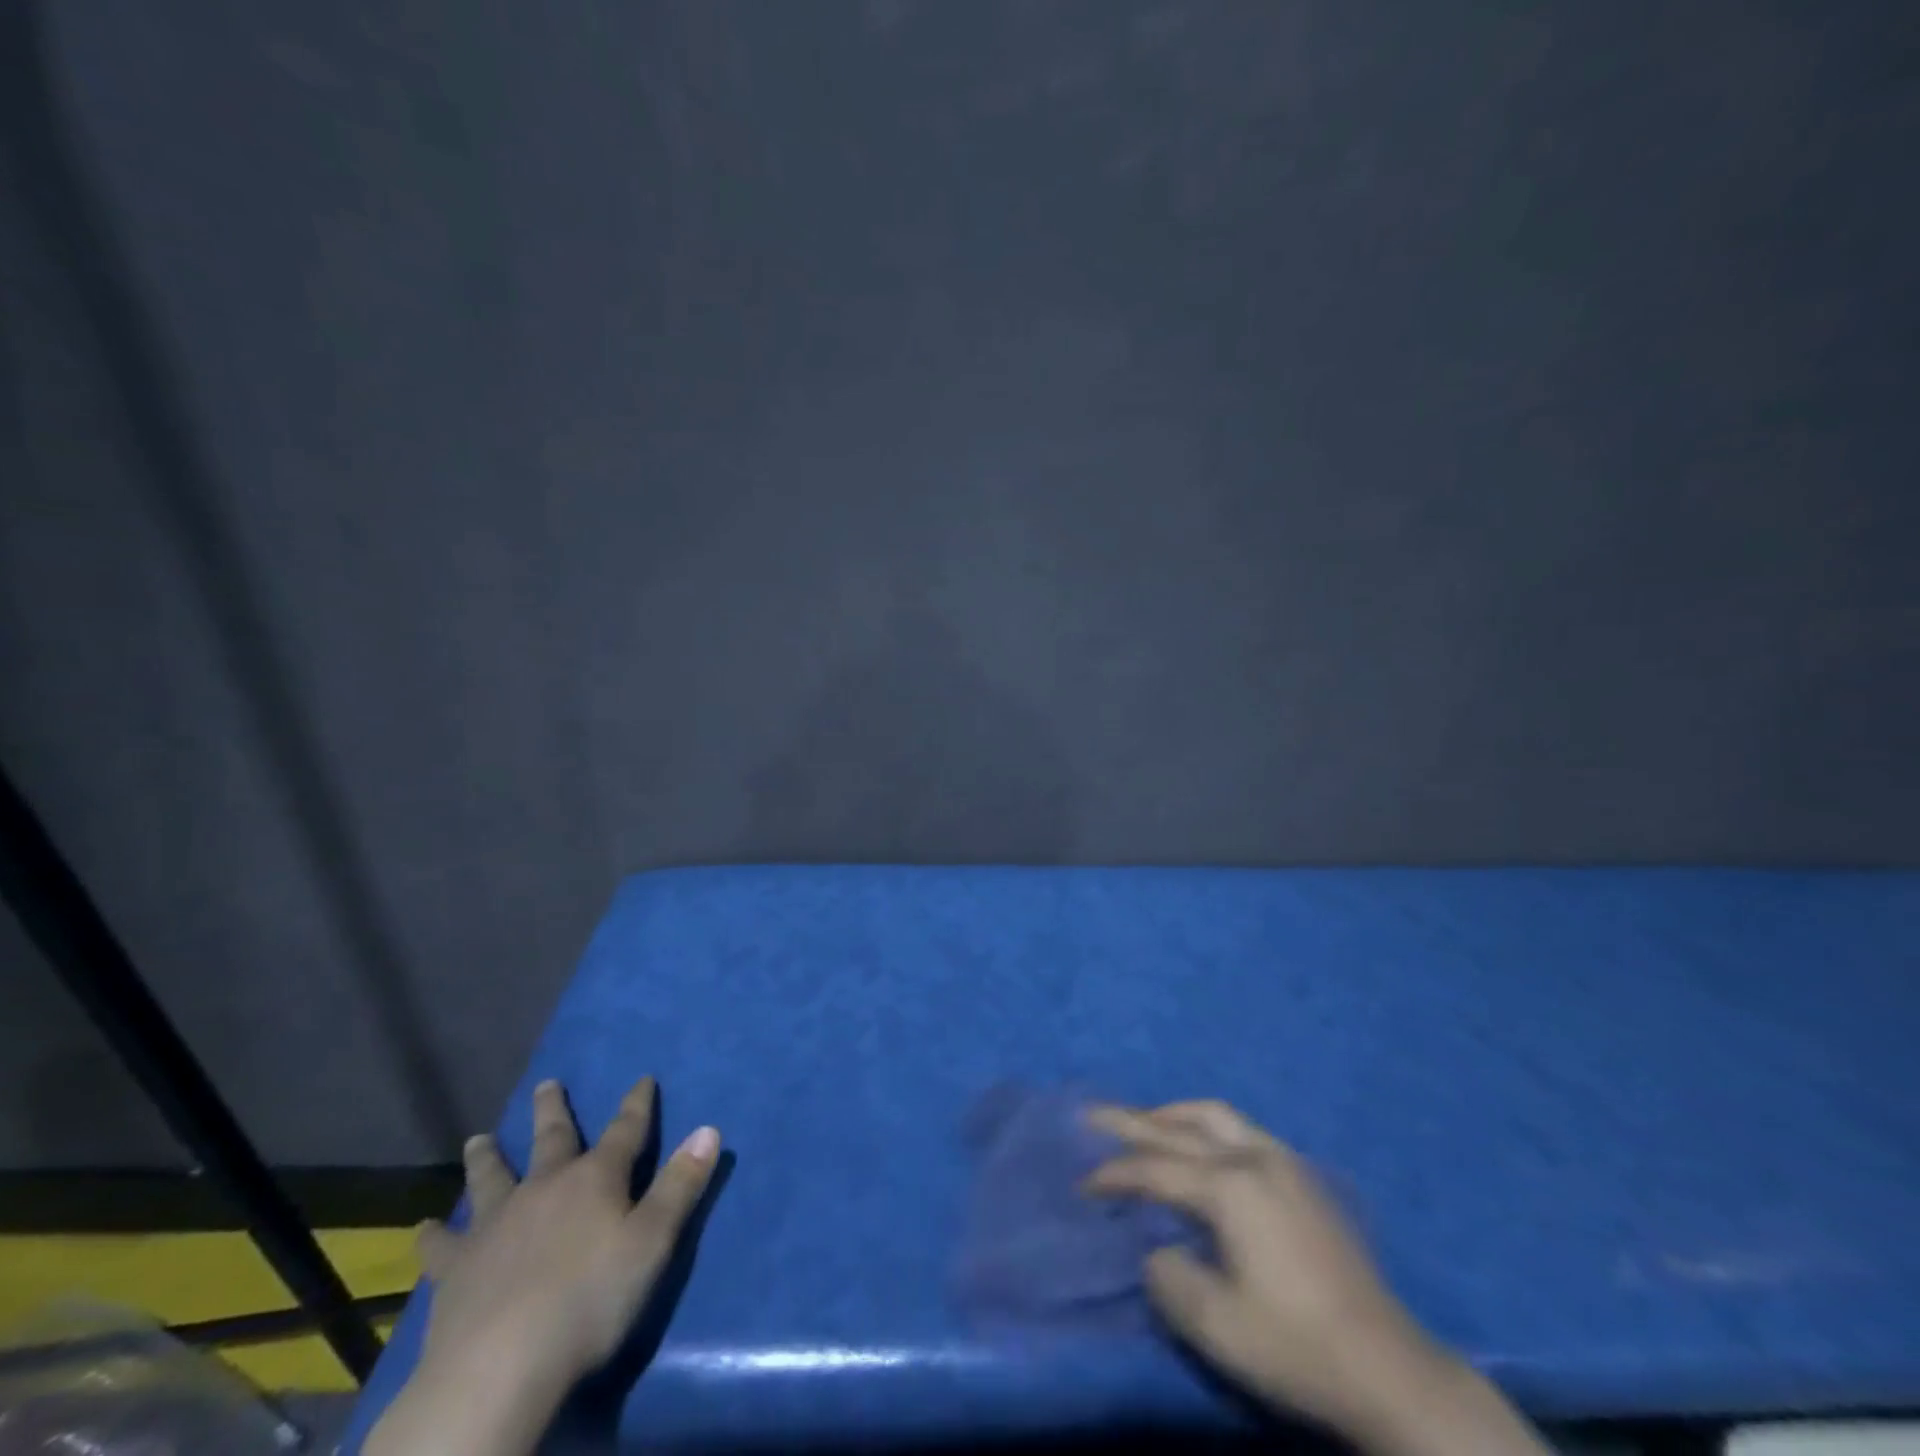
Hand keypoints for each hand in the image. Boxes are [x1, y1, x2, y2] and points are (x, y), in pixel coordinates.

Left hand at [365, 1076, 719, 1455]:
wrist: (500, 1367)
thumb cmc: (590, 1300)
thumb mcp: (653, 1242)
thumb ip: (681, 1185)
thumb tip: (709, 1129)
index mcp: (595, 1179)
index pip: (626, 1130)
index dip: (637, 1104)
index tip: (642, 1079)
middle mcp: (545, 1187)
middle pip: (552, 1139)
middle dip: (553, 1111)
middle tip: (546, 1083)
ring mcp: (495, 1224)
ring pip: (491, 1179)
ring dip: (487, 1157)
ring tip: (478, 1138)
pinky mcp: (456, 1268)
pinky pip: (441, 1246)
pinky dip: (432, 1236)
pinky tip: (421, 1230)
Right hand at [1084, 1101, 1546, 1455]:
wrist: (1390, 1370)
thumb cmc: (1297, 1346)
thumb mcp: (1217, 1326)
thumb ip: (1169, 1277)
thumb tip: (1157, 1250)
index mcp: (1231, 1187)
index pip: (1156, 1169)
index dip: (1115, 1175)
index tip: (1084, 1185)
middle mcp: (1254, 1157)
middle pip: (1180, 1127)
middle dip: (1133, 1122)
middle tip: (1094, 1115)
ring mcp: (1283, 1162)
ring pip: (1215, 1116)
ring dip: (1173, 1116)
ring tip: (1145, 1124)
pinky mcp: (1302, 1177)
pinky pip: (1241, 1130)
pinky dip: (1206, 1128)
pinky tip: (1201, 1149)